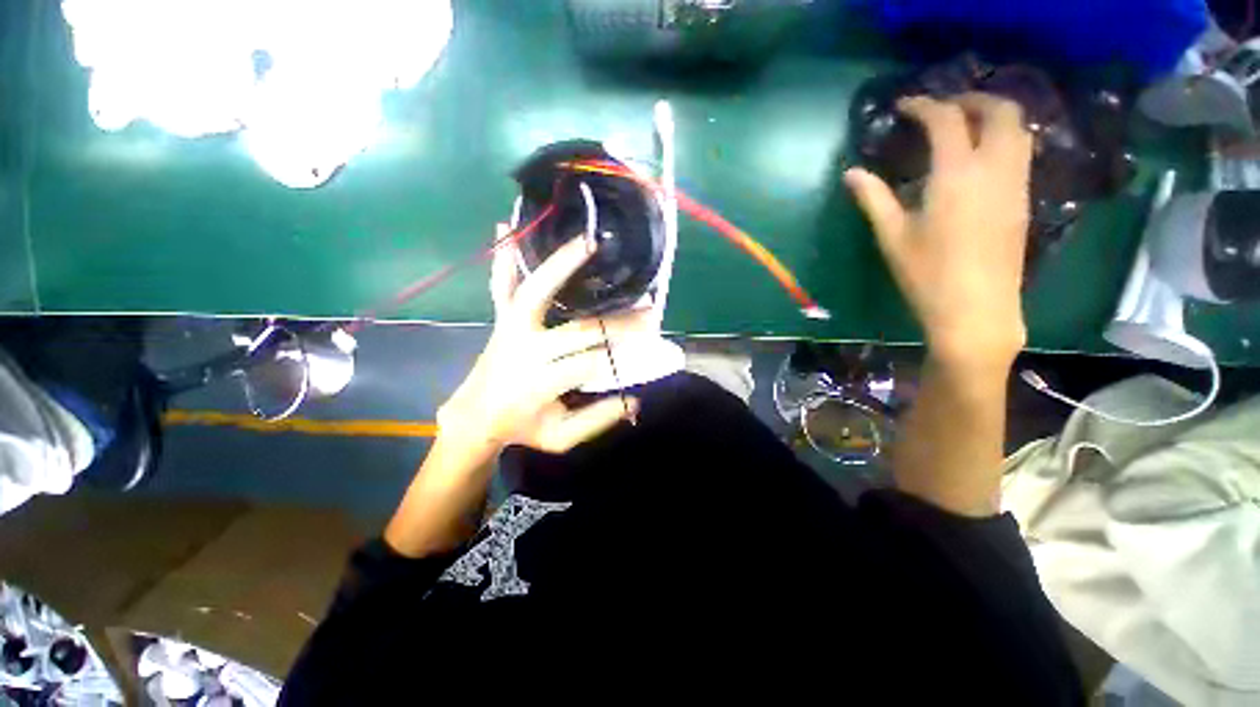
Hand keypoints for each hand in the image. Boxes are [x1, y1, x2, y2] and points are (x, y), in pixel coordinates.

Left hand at [436, 227, 641, 457]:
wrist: (475, 417)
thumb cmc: (522, 427)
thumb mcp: (561, 438)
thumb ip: (597, 420)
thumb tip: (633, 401)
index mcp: (541, 383)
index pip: (592, 361)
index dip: (623, 349)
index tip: (651, 340)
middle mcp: (525, 350)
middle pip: (578, 329)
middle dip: (617, 320)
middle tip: (648, 308)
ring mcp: (509, 329)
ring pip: (535, 291)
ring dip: (561, 264)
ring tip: (588, 242)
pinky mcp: (500, 319)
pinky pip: (500, 285)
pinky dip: (503, 257)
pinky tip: (505, 224)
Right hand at [845, 93, 1033, 370]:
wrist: (976, 310)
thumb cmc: (927, 275)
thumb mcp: (892, 237)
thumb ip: (873, 199)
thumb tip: (851, 173)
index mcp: (957, 175)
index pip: (946, 120)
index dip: (924, 105)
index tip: (904, 106)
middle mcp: (995, 168)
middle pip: (1000, 110)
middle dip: (971, 99)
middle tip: (943, 108)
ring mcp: (1016, 183)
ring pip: (1019, 128)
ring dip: (993, 115)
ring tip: (964, 126)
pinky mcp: (1024, 200)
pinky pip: (1021, 151)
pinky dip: (1003, 137)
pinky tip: (980, 157)